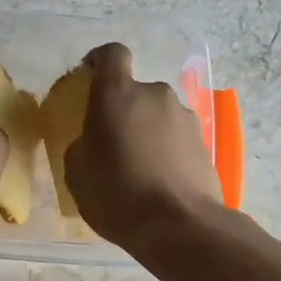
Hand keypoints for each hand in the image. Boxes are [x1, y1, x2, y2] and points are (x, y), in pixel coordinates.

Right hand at [64, 43, 224, 248]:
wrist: (179, 225)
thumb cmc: (117, 193)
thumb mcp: (77, 173)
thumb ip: (81, 146)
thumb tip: (92, 143)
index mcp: (116, 94)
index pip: (111, 54)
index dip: (100, 60)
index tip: (91, 75)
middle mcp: (154, 94)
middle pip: (136, 92)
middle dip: (125, 111)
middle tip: (114, 143)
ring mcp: (184, 116)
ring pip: (158, 115)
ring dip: (148, 131)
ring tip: (139, 168)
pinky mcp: (204, 141)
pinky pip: (176, 137)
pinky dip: (167, 150)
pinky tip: (160, 181)